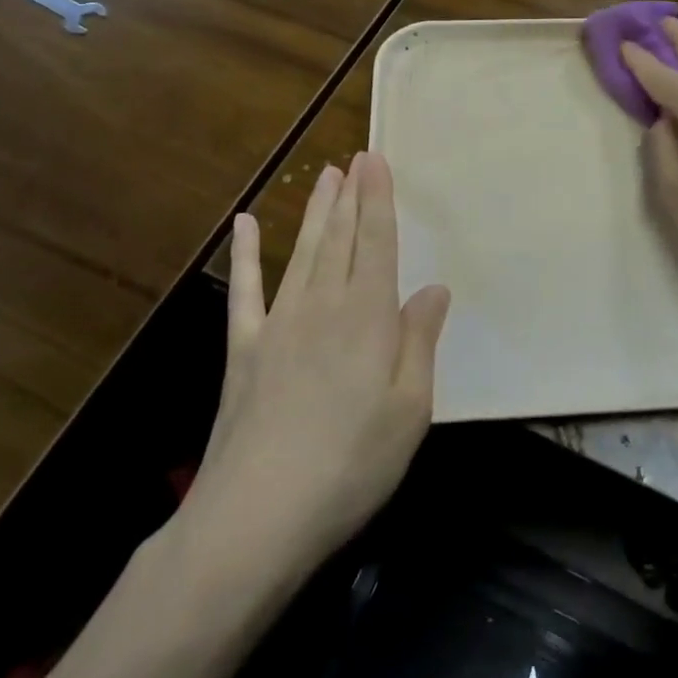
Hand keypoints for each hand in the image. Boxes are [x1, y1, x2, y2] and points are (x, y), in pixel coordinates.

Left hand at [177, 153, 450, 573]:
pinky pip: (246, 290)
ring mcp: (280, 324)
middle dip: (350, 196)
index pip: (378, 242)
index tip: (376, 160)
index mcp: (368, 316)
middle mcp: (324, 306)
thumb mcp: (410, 409)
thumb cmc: (351, 464)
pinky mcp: (245, 350)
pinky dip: (246, 255)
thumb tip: (433, 289)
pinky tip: (244, 224)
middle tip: (355, 160)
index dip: (378, 198)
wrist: (257, 517)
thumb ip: (420, 342)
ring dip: (316, 212)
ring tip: (326, 178)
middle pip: (341, 238)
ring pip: (303, 253)